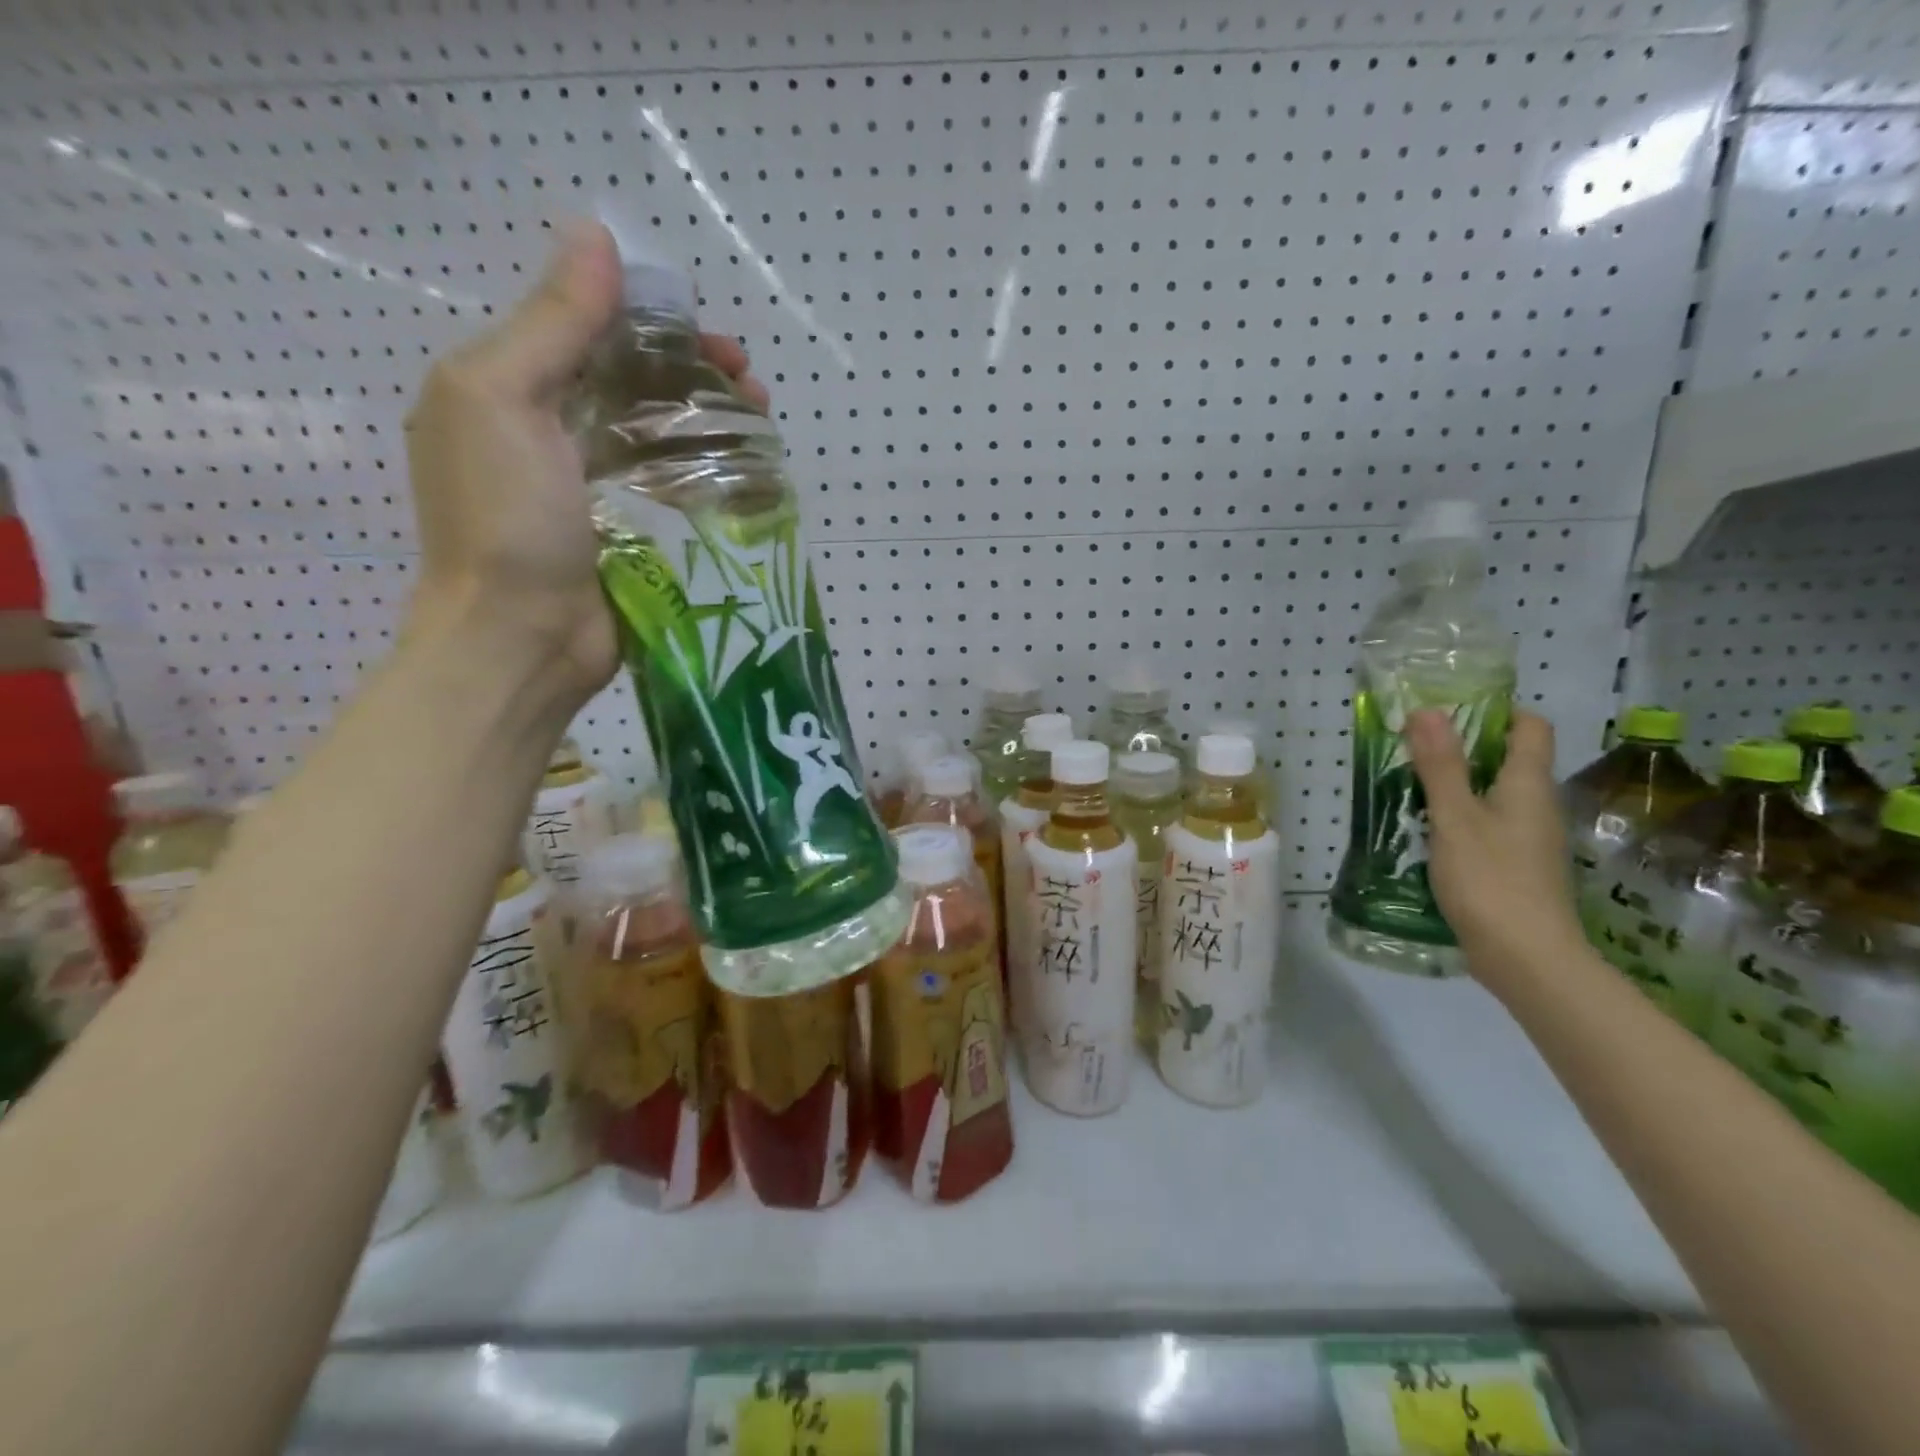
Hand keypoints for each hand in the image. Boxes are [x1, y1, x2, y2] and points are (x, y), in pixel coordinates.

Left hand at [403, 219, 766, 709]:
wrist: (521, 640)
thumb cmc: (503, 520)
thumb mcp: (503, 400)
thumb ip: (550, 323)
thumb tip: (595, 236)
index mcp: (509, 389)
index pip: (588, 330)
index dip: (648, 318)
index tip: (703, 326)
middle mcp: (551, 431)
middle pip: (633, 379)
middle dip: (692, 368)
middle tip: (748, 377)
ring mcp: (595, 487)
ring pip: (661, 430)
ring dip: (711, 414)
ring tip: (760, 414)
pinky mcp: (632, 532)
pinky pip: (674, 484)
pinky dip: (709, 466)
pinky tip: (746, 464)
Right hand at [1405, 708, 1585, 987]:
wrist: (1527, 959)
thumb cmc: (1491, 880)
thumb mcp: (1455, 817)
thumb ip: (1441, 766)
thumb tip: (1428, 710)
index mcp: (1528, 785)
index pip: (1530, 727)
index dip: (1497, 711)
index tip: (1449, 711)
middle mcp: (1536, 806)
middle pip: (1508, 759)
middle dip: (1464, 746)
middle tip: (1413, 745)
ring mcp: (1527, 839)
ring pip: (1493, 794)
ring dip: (1456, 783)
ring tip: (1408, 784)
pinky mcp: (1514, 867)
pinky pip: (1486, 825)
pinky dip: (1458, 817)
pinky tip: (1424, 830)